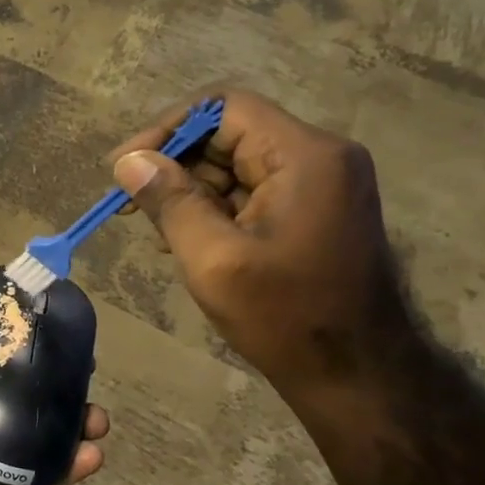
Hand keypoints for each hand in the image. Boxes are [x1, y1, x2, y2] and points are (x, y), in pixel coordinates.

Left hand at [0, 313, 108, 484]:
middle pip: (5, 393)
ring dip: (63, 422)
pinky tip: (93, 455)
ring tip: (98, 415)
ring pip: (25, 434)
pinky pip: (32, 478)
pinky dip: (63, 467)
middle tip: (85, 368)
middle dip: (44, 380)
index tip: (44, 326)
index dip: (5, 342)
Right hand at [107, 90, 412, 403]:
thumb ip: (169, 202)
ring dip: (190, 191)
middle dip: (176, 165)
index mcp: (304, 156)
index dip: (168, 129)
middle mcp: (319, 157)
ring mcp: (320, 184)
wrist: (357, 376)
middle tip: (133, 205)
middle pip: (229, 134)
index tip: (126, 167)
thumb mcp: (213, 258)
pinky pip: (251, 191)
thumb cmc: (285, 316)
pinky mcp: (313, 210)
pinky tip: (187, 241)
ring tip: (159, 233)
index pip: (224, 107)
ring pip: (236, 164)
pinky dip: (214, 208)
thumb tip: (129, 161)